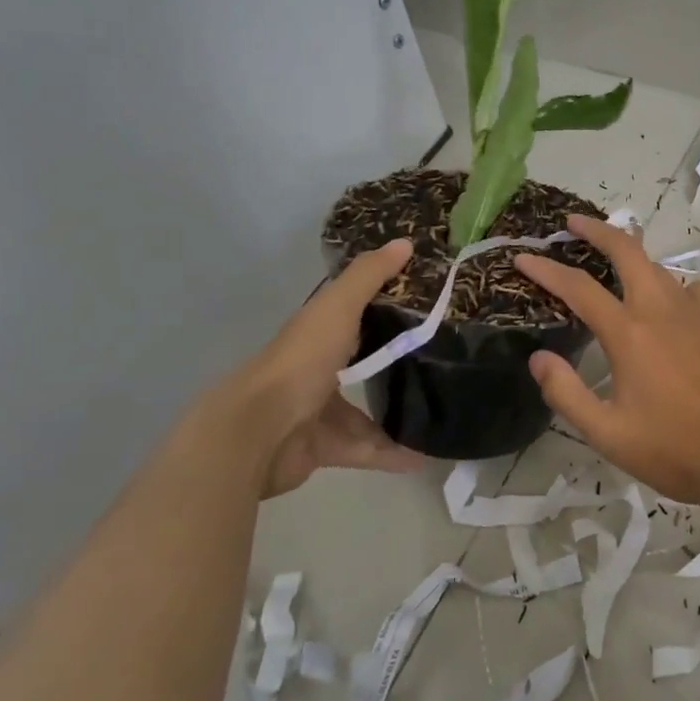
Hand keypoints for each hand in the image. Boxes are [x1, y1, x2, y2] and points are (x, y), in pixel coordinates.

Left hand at [215, 239, 423, 496]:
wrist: (256, 432)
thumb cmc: (300, 361)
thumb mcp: (337, 309)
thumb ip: (369, 277)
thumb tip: (406, 242)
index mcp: (319, 334)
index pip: (356, 316)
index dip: (387, 308)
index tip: (429, 307)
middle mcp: (318, 370)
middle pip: (363, 365)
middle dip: (397, 366)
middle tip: (444, 364)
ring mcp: (318, 412)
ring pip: (367, 413)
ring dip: (400, 417)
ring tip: (441, 415)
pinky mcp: (323, 449)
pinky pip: (365, 449)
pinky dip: (392, 454)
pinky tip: (424, 458)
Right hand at [514, 215, 699, 508]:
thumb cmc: (672, 450)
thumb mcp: (606, 433)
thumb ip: (566, 393)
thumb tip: (538, 358)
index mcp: (630, 334)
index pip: (578, 288)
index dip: (546, 269)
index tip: (523, 257)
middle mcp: (663, 310)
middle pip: (628, 251)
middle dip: (597, 230)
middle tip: (573, 224)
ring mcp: (699, 312)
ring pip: (660, 269)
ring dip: (633, 261)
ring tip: (616, 269)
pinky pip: (692, 290)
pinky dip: (672, 287)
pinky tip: (670, 306)